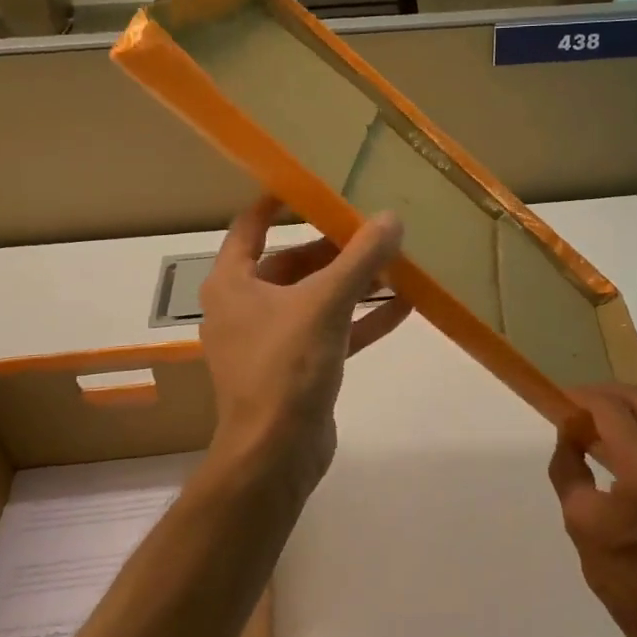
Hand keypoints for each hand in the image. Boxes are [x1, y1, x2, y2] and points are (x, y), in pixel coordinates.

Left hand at [199, 195, 409, 501]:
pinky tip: (404, 308)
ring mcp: (270, 341)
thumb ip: (360, 259)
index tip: (315, 184)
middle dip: (335, 249)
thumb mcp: (325, 303)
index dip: (279, 202)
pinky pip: (330, 332)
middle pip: (292, 264)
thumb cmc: (286, 366)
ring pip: (315, 299)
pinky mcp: (296, 369)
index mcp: (232, 283)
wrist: (276, 452)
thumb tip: (392, 218)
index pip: (250, 226)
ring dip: (354, 285)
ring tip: (397, 265)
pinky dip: (360, 321)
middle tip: (376, 230)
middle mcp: (245, 307)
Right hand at [548, 385, 636, 636]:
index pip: (613, 412)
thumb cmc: (623, 577)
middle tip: (577, 405)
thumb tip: (569, 429)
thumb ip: (569, 464)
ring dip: (627, 405)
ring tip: (596, 418)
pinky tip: (620, 440)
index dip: (584, 399)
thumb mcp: (579, 518)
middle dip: (607, 394)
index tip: (560, 401)